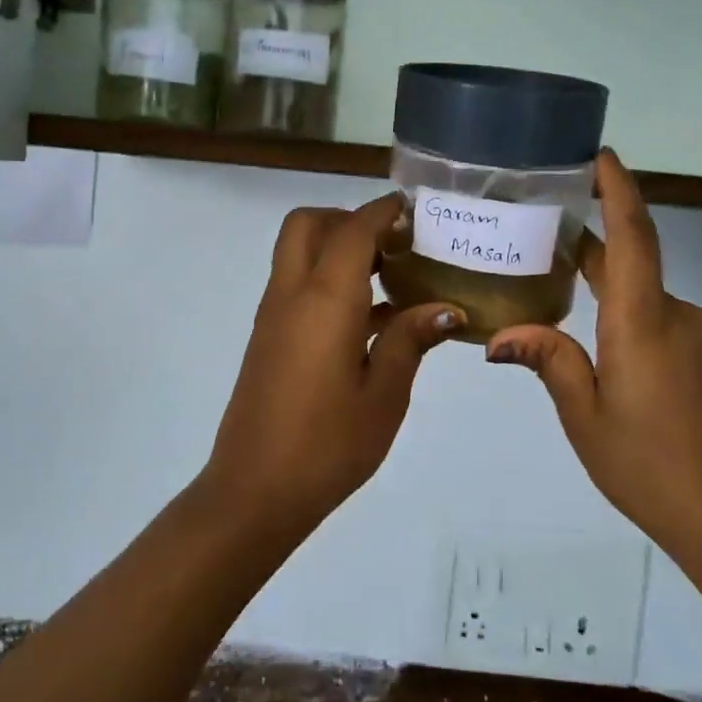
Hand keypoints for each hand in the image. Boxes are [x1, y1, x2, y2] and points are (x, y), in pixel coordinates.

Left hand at [201, 194, 461, 536]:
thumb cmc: (328, 444)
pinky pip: (296, 285)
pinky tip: (370, 321)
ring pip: (298, 252)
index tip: (415, 210)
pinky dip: (327, 280)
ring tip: (390, 279)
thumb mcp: (384, 394)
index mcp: (325, 299)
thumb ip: (411, 340)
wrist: (255, 490)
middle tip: (392, 245)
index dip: (383, 211)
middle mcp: (292, 294)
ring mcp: (273, 315)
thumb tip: (446, 309)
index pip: (353, 229)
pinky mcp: (268, 337)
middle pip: (309, 224)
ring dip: (337, 248)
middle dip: (349, 219)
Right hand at [484, 151, 701, 566]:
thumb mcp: (585, 418)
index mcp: (643, 324)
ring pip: (665, 316)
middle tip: (567, 282)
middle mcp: (688, 316)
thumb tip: (500, 336)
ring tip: (625, 388)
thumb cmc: (650, 467)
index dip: (617, 190)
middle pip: (639, 280)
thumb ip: (550, 361)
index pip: (633, 237)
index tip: (601, 156)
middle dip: (603, 277)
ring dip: (638, 332)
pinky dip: (670, 352)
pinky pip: (695, 338)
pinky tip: (665, 400)